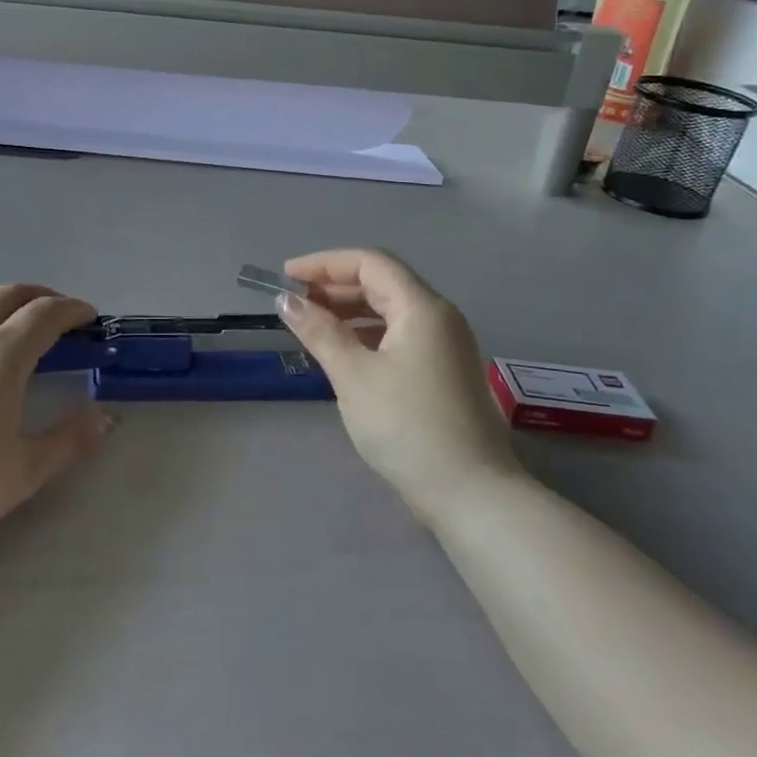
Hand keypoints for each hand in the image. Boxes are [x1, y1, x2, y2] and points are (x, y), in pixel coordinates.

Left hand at [0, 280, 110, 546]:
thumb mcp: (24, 471)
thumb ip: (69, 441)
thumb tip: (106, 418)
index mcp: (3, 357)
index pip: (46, 316)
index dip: (72, 309)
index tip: (88, 316)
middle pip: (6, 297)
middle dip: (37, 295)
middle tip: (54, 310)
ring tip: (3, 306)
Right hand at [277, 249, 519, 521]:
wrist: (470, 493)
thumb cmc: (407, 427)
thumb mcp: (354, 376)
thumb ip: (319, 331)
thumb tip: (287, 300)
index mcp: (422, 308)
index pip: (370, 263)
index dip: (324, 263)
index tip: (286, 276)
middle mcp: (439, 317)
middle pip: (382, 283)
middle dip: (334, 286)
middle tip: (294, 302)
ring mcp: (445, 345)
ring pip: (390, 310)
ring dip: (349, 311)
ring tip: (311, 325)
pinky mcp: (443, 371)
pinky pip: (399, 335)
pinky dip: (367, 334)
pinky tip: (343, 352)